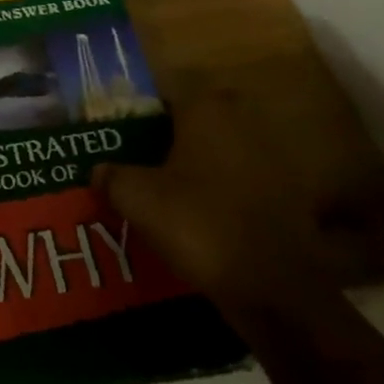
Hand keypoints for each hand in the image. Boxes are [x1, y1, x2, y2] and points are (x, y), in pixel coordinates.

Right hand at [92, 91, 332, 315]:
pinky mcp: (284, 196)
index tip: (115, 136)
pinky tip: (191, 219)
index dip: (135, 115)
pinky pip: (234, 184)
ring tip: (157, 194)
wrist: (276, 287)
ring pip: (212, 154)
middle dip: (163, 141)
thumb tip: (100, 170)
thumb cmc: (200, 223)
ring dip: (189, 169)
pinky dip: (214, 195)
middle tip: (133, 164)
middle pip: (188, 124)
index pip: (161, 96)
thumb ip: (112, 176)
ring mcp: (268, 159)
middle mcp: (240, 121)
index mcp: (206, 108)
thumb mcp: (137, 198)